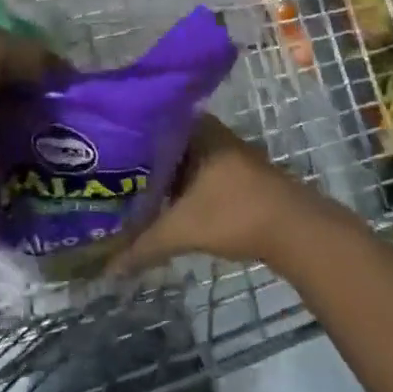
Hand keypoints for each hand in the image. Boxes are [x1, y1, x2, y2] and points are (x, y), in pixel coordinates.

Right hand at [111, 116, 325, 272]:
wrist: (297, 231)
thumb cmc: (235, 214)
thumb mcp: (182, 229)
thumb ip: (143, 246)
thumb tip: (107, 269)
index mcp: (193, 129)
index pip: (145, 122)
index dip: (120, 137)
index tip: (95, 151)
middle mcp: (208, 132)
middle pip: (160, 143)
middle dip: (135, 160)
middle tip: (102, 174)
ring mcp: (224, 151)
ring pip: (178, 159)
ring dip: (157, 175)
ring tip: (123, 190)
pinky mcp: (234, 173)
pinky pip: (193, 171)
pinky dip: (176, 185)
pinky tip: (159, 202)